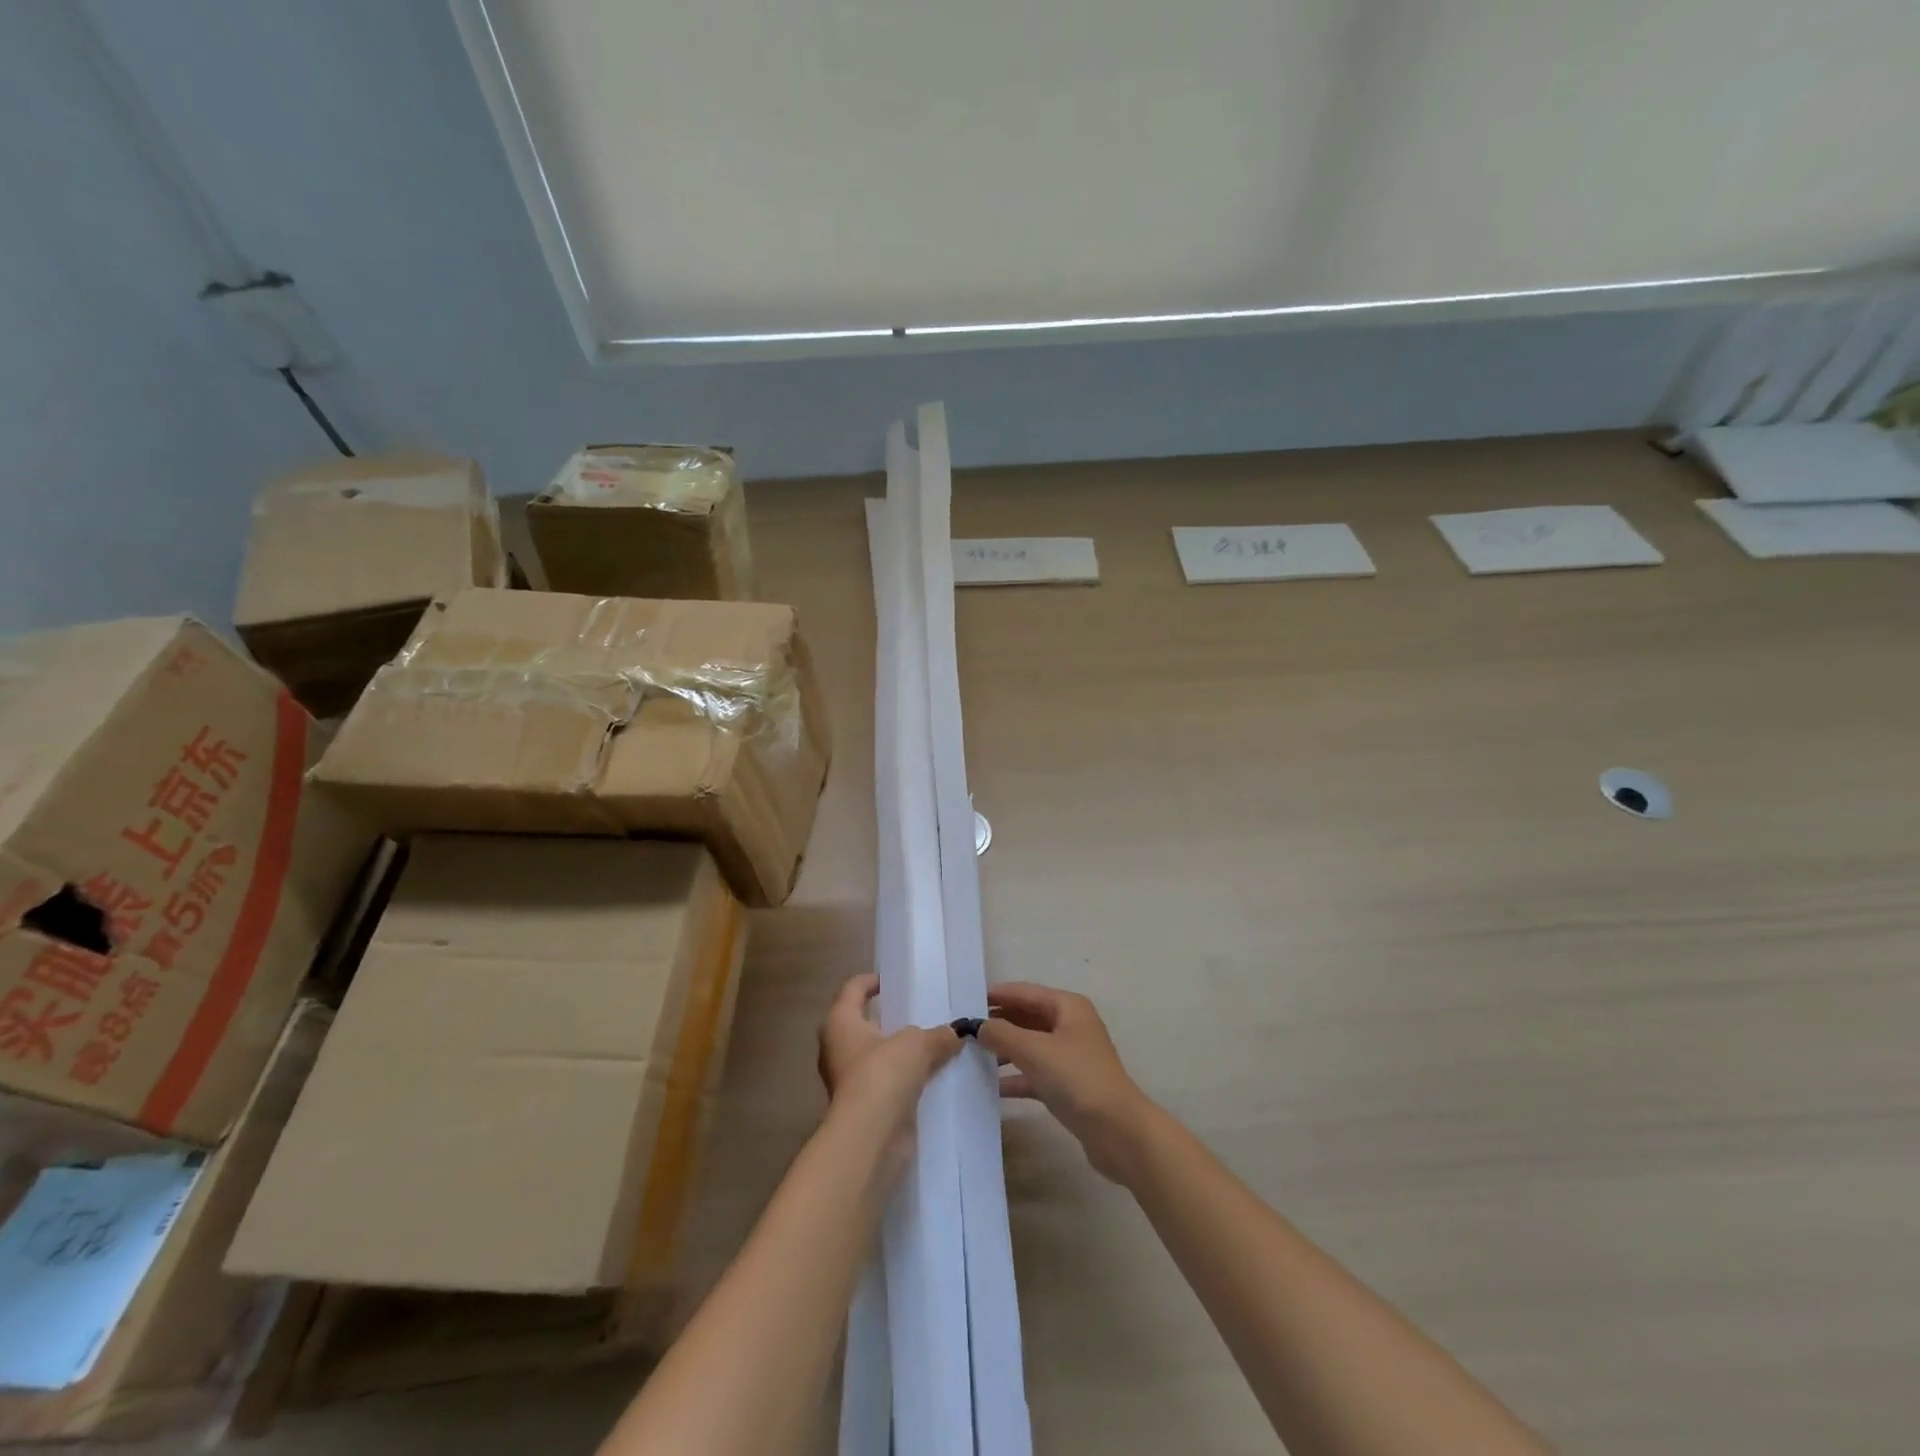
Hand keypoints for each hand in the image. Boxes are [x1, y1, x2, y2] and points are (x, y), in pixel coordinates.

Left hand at [817, 974, 960, 1164]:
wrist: (870, 1137)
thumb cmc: (883, 1074)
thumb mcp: (917, 1043)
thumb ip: (938, 1035)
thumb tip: (955, 1034)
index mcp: (840, 1022)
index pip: (853, 988)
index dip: (872, 981)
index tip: (895, 982)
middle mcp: (837, 1047)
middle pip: (864, 1023)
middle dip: (891, 1019)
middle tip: (921, 1014)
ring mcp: (848, 1080)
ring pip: (877, 1056)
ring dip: (900, 1052)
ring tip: (933, 1045)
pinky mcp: (863, 1106)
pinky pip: (887, 1083)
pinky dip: (905, 1079)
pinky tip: (932, 1077)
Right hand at [976, 982, 1154, 1182]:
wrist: (1119, 1132)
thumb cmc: (1077, 1079)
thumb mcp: (1035, 1051)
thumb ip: (1002, 1034)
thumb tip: (977, 1025)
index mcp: (1067, 1007)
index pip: (1024, 992)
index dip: (996, 995)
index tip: (965, 1001)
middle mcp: (1070, 1026)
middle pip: (1026, 1017)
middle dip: (998, 1023)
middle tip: (963, 1031)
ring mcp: (1070, 1056)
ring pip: (1029, 1046)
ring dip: (1004, 1050)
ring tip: (971, 1057)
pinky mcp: (1068, 1085)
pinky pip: (1035, 1073)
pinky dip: (1015, 1077)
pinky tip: (992, 1088)